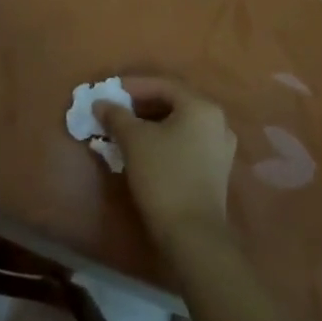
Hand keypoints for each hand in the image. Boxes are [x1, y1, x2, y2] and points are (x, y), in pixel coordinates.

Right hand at [95, 78, 237, 247]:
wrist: (193, 235)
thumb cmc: (163, 176)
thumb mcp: (133, 140)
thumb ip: (116, 115)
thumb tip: (101, 103)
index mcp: (201, 106)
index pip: (163, 85)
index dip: (133, 86)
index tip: (110, 92)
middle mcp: (217, 121)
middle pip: (173, 103)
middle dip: (142, 105)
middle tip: (116, 110)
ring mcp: (221, 147)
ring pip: (180, 124)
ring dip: (152, 123)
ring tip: (126, 130)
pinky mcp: (217, 170)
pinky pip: (188, 142)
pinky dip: (166, 140)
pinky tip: (146, 150)